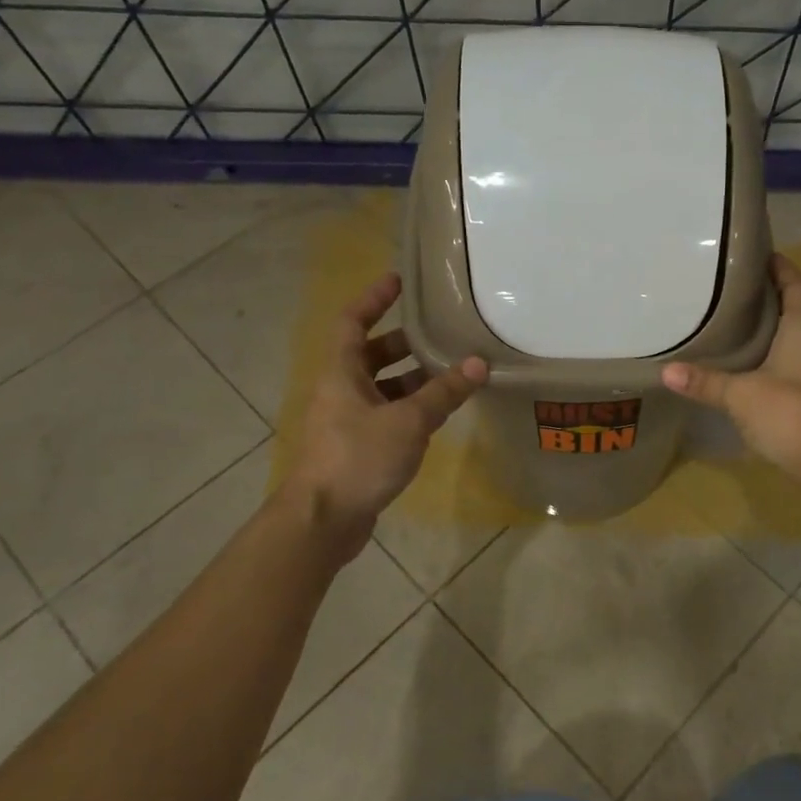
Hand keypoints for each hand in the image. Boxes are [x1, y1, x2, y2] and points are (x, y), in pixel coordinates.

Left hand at [279, 272, 487, 555]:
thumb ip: (443, 392)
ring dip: (412, 379)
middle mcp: (340, 390)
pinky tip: (438, 415)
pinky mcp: (356, 448)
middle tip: (441, 334)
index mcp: (341, 372)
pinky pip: (386, 415)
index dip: (374, 298)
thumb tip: (478, 363)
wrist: (322, 520)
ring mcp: (346, 421)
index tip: (400, 280)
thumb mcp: (408, 421)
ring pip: (382, 388)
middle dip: (404, 342)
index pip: (352, 321)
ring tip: (451, 373)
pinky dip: (410, 409)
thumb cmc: (359, 458)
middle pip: (371, 354)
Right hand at [662, 253, 800, 481]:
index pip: (797, 282)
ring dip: (794, 326)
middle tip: (752, 293)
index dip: (780, 267)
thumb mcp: (740, 395)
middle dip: (786, 295)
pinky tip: (775, 366)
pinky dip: (798, 354)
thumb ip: (705, 381)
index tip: (759, 257)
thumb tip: (666, 371)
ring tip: (758, 326)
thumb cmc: (790, 412)